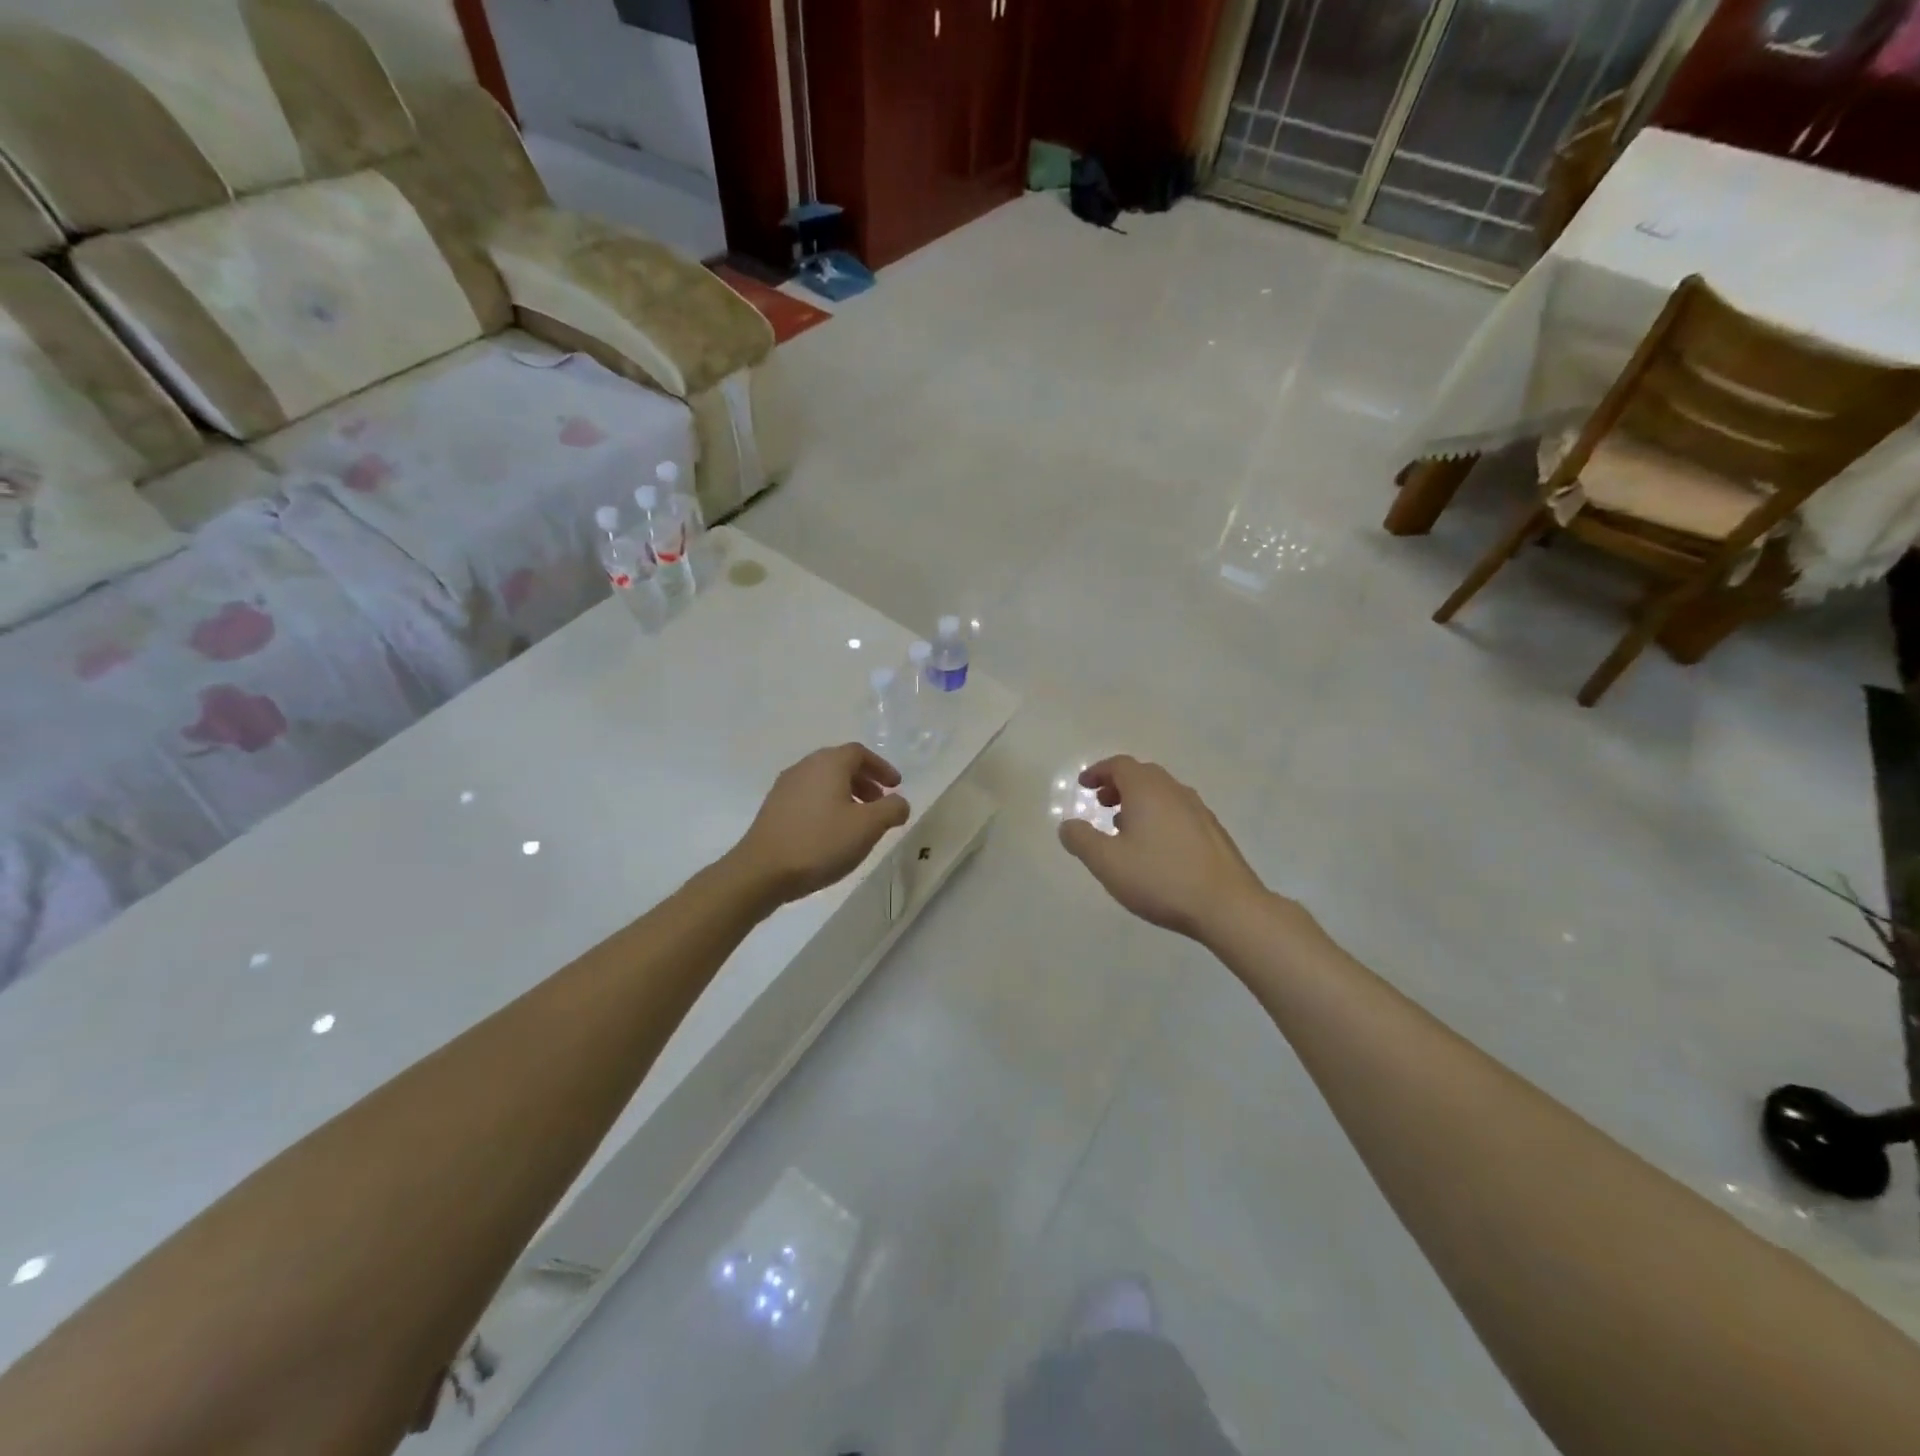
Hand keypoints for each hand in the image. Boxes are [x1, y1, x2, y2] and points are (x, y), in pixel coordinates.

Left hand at [731, 744, 910, 903]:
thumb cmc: (820, 842)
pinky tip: (831, 831)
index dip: (881, 767)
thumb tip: (900, 802)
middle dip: (865, 781)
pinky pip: (809, 796)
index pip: (859, 753)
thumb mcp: (867, 827)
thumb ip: (891, 809)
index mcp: (828, 763)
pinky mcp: (774, 807)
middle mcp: (805, 767)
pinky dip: (827, 804)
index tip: (896, 786)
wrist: (762, 870)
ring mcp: (785, 786)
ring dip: (846, 794)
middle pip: (840, 764)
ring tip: (858, 820)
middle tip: (880, 802)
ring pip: (823, 781)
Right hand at [1058, 756, 1271, 941]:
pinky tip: (1155, 848)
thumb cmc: (1160, 879)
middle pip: (1143, 775)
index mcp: (1148, 791)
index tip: (1084, 785)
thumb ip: (1081, 840)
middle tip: (1101, 804)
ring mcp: (1199, 811)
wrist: (1227, 906)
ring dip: (1139, 802)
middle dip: (1118, 785)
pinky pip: (1178, 811)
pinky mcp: (1213, 833)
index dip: (1098, 771)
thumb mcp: (1107, 862)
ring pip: (1163, 794)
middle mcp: (1175, 792)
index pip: (1120, 765)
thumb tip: (1068, 824)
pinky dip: (1159, 816)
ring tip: (1124, 828)